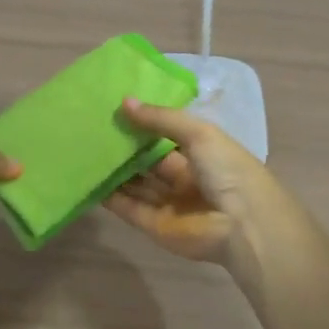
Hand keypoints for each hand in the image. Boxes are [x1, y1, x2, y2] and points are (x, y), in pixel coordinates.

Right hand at [104, 97, 277, 276]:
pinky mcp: (155, 226)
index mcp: (202, 154)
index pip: (168, 136)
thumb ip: (161, 119)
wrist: (243, 226)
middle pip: (149, 161)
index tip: (116, 109)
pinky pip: (128, 208)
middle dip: (126, 147)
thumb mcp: (199, 133)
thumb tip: (124, 102)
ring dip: (114, 170)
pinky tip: (88, 178)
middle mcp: (185, 178)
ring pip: (136, 184)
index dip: (145, 124)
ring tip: (84, 150)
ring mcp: (169, 203)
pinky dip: (109, 195)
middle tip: (94, 128)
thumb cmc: (228, 171)